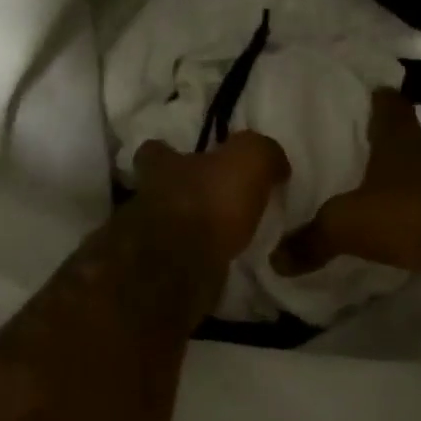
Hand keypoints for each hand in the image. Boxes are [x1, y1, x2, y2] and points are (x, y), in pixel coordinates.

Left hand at [132, 132, 290, 271]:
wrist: (184, 267)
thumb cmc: (211, 201)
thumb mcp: (250, 159)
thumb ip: (262, 152)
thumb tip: (274, 163)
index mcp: (160, 165)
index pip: (153, 150)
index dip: (168, 151)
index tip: (188, 158)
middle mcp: (145, 197)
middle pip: (158, 189)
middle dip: (182, 193)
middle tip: (212, 200)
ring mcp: (146, 238)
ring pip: (168, 226)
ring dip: (191, 228)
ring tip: (221, 234)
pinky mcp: (158, 271)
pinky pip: (179, 258)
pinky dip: (196, 257)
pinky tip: (218, 261)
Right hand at [270, 89, 420, 288]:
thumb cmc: (408, 215)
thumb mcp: (347, 226)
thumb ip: (312, 240)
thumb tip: (276, 260)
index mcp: (401, 141)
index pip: (390, 106)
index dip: (380, 100)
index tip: (373, 95)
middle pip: (413, 140)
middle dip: (394, 148)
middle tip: (369, 157)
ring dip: (416, 182)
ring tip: (391, 196)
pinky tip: (418, 229)